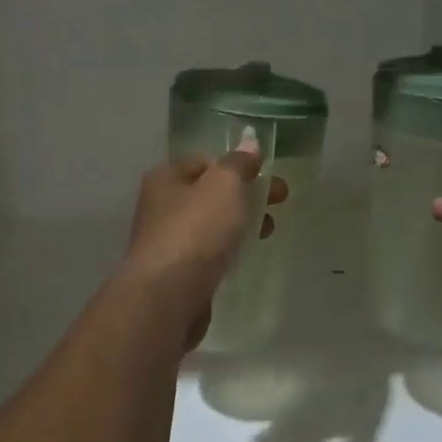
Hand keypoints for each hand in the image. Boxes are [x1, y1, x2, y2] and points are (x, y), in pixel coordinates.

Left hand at [120, 139, 288, 345]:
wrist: (166, 296)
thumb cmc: (195, 231)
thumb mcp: (223, 186)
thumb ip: (238, 163)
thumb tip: (249, 144)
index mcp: (165, 178)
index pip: (204, 161)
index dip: (235, 165)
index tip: (265, 175)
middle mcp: (161, 206)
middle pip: (209, 194)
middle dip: (246, 195)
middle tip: (281, 201)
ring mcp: (167, 241)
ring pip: (210, 225)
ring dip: (241, 223)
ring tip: (268, 232)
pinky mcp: (176, 274)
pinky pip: (208, 253)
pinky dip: (228, 250)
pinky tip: (244, 257)